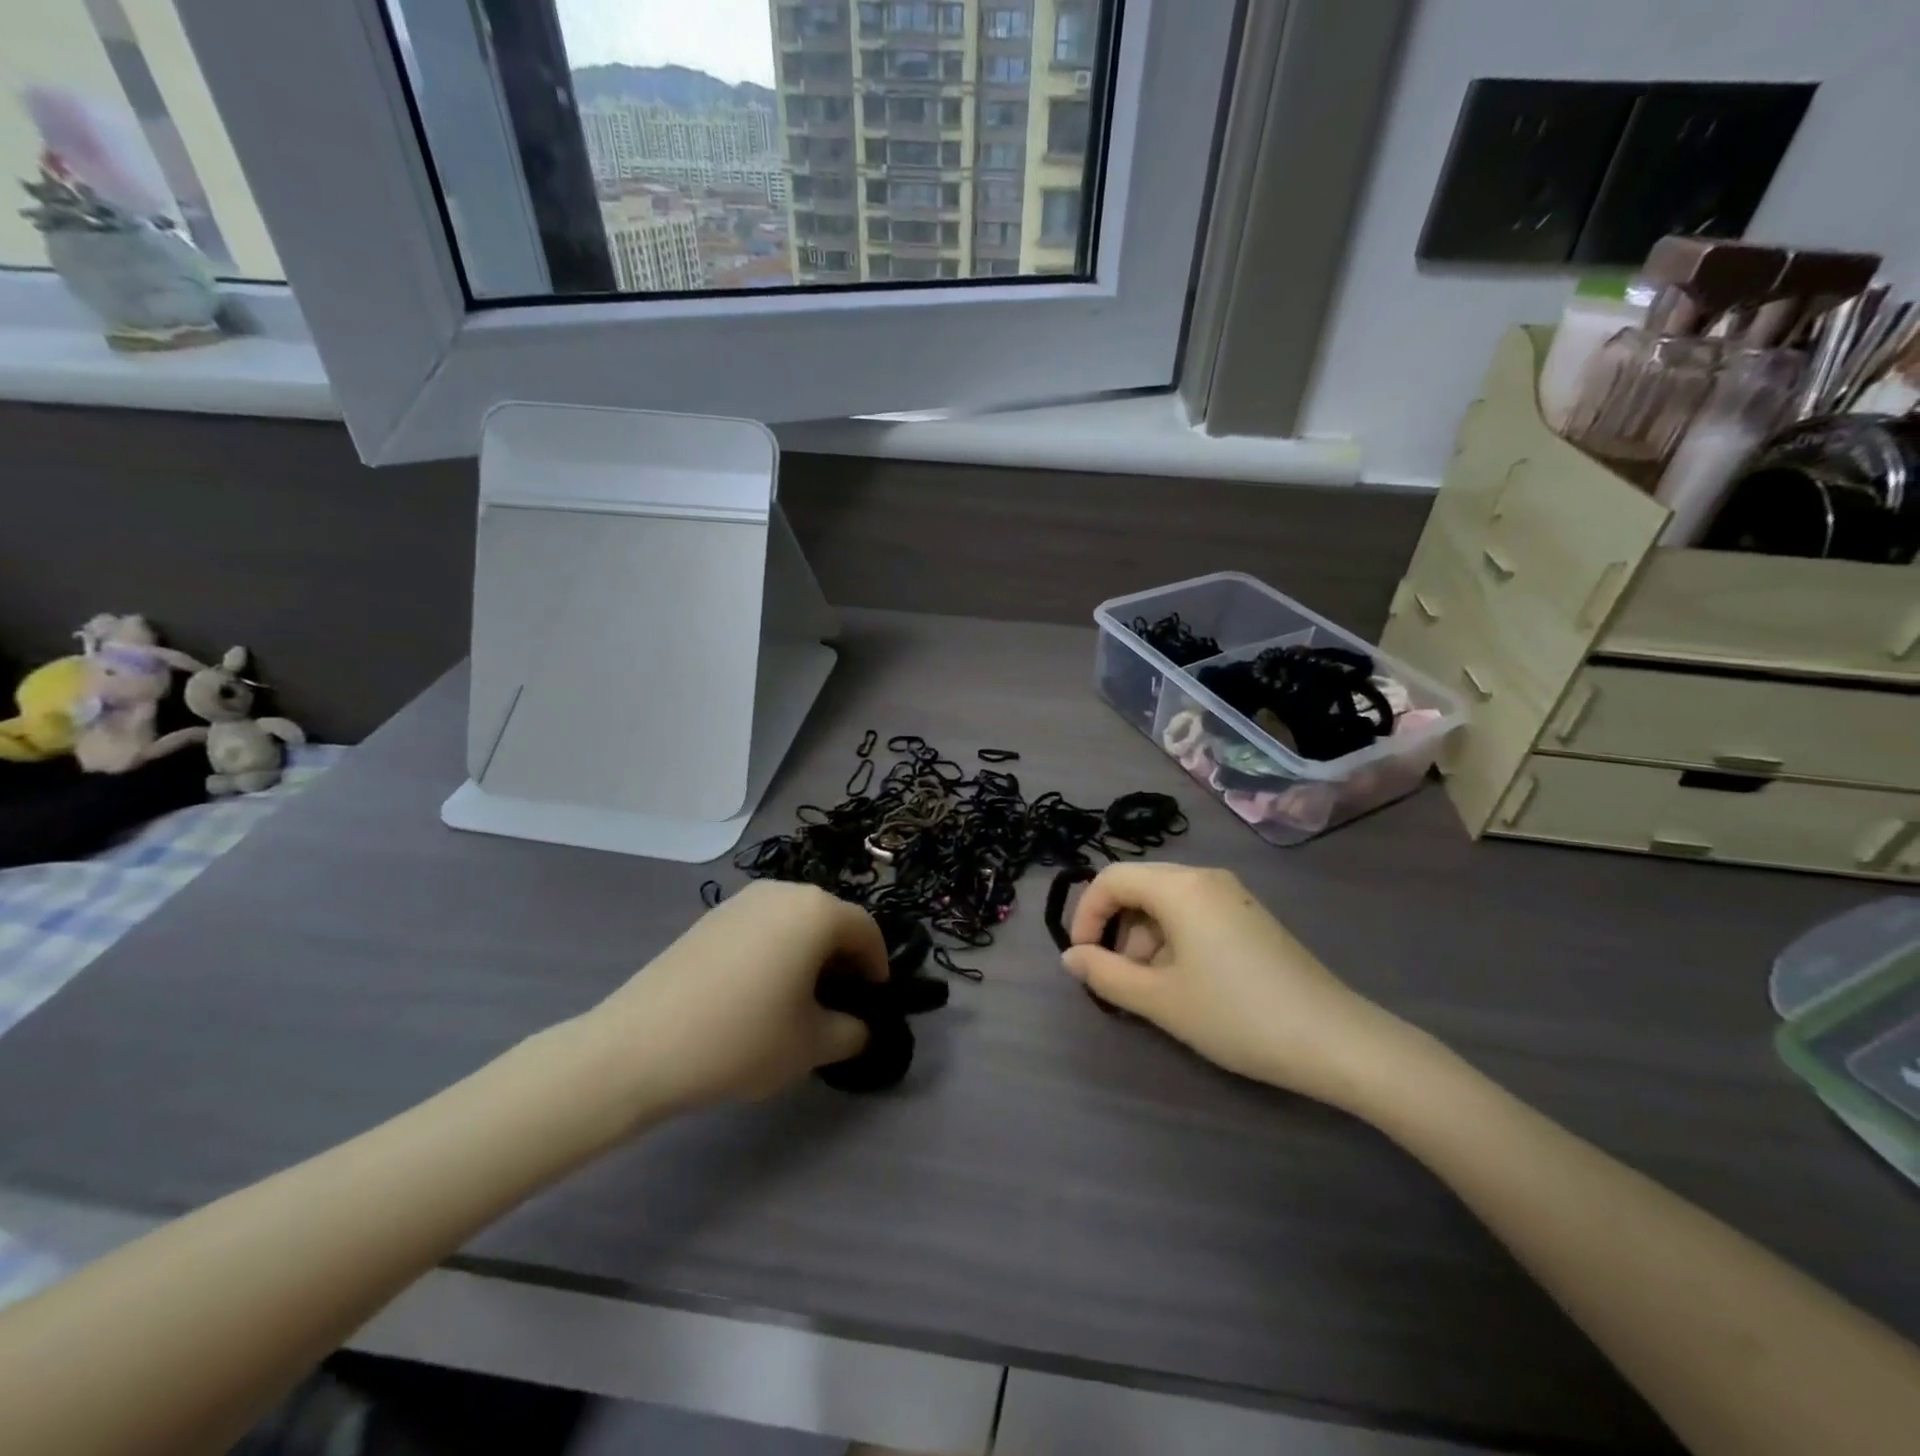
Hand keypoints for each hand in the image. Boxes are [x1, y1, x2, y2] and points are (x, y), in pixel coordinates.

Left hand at [578, 881, 886, 1118]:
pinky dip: (775, 952)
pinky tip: (756, 994)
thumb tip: (861, 1025)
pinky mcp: (710, 918)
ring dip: (808, 955)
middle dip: (843, 960)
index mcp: (816, 911)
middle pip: (830, 920)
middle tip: (837, 1005)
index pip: (867, 929)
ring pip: (795, 922)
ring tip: (796, 1001)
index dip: (878, 967)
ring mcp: (742, 901)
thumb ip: (853, 1031)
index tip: (872, 1004)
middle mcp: (782, 892)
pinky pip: (762, 927)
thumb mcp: (812, 1045)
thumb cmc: (741, 1039)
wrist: (638, 1047)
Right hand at [1062, 863, 1407, 1108]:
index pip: (1111, 879)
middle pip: (1139, 888)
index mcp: (1180, 886)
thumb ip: (1106, 975)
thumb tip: (1070, 958)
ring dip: (1145, 941)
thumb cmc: (1236, 1015)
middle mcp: (1205, 878)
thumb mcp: (1160, 1000)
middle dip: (1117, 930)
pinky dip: (1174, 942)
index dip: (1086, 915)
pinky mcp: (1249, 917)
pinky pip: (1194, 915)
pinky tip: (1186, 985)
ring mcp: (1232, 895)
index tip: (1083, 959)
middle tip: (1119, 980)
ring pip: (1166, 904)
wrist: (1335, 1041)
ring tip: (1154, 992)